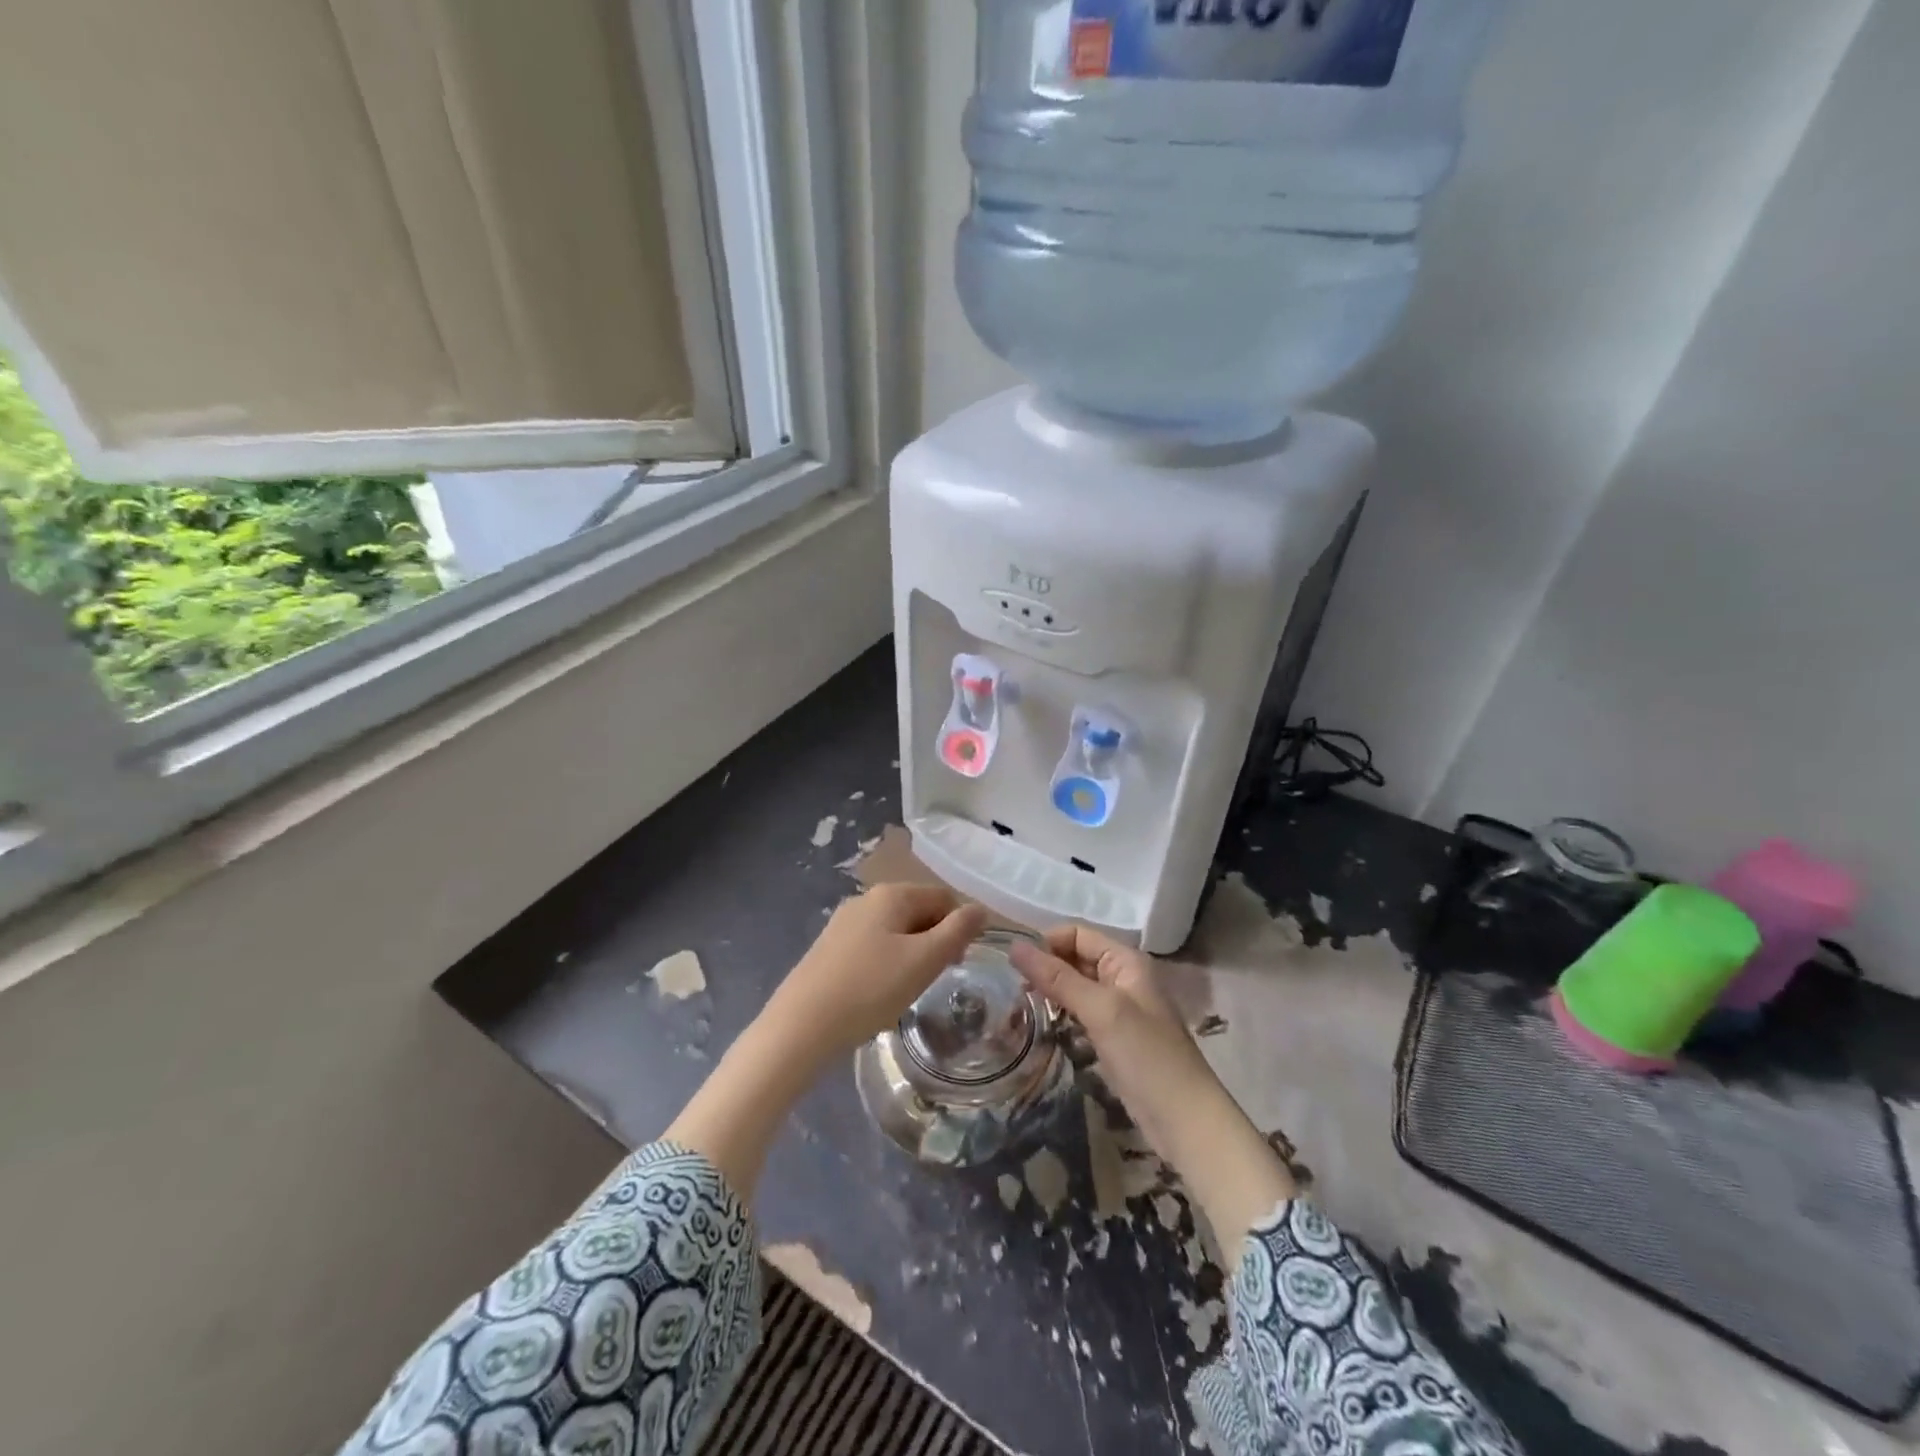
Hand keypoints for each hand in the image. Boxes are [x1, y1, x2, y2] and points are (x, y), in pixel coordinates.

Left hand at [669, 885, 984, 1201]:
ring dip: (911, 955)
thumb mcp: (924, 961)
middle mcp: (865, 899)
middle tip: (933, 980)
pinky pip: (872, 946)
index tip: (956, 964)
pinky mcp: (829, 948)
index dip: (958, 927)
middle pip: (918, 911)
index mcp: (891, 894)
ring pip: (895, 931)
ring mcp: (843, 923)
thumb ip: (958, 931)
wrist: (800, 1026)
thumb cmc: (870, 989)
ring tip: (906, 990)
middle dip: (934, 941)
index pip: (943, 897)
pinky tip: (878, 993)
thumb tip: (980, 909)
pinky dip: (886, 964)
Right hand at [1010, 924, 1295, 1249]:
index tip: (1013, 965)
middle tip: (1011, 989)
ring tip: (1018, 1009)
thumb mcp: (1101, 1010)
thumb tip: (1014, 945)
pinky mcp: (1112, 1038)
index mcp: (1126, 961)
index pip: (1077, 934)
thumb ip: (1058, 977)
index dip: (1046, 943)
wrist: (1185, 1121)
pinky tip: (1040, 1027)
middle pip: (1075, 958)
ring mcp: (1118, 1009)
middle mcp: (1122, 978)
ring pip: (1074, 988)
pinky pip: (1079, 1014)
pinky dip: (1059, 1015)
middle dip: (1045, 968)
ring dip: (1049, 993)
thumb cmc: (1146, 1056)